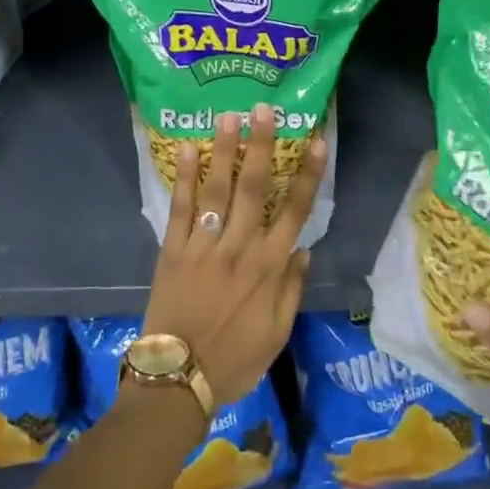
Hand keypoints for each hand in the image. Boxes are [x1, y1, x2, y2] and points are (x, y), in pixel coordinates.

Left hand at [142, 103, 324, 408]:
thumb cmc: (234, 360)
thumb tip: (304, 248)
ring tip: (229, 116)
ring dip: (225, 151)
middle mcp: (240, 248)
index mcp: (270, 268)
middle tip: (264, 109)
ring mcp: (203, 246)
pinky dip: (184, 178)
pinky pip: (179, 208)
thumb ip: (292, 289)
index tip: (317, 143)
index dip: (308, 175)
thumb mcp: (277, 333)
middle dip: (262, 146)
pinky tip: (187, 149)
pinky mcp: (172, 250)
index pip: (295, 211)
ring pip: (218, 190)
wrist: (178, 380)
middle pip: (255, 188)